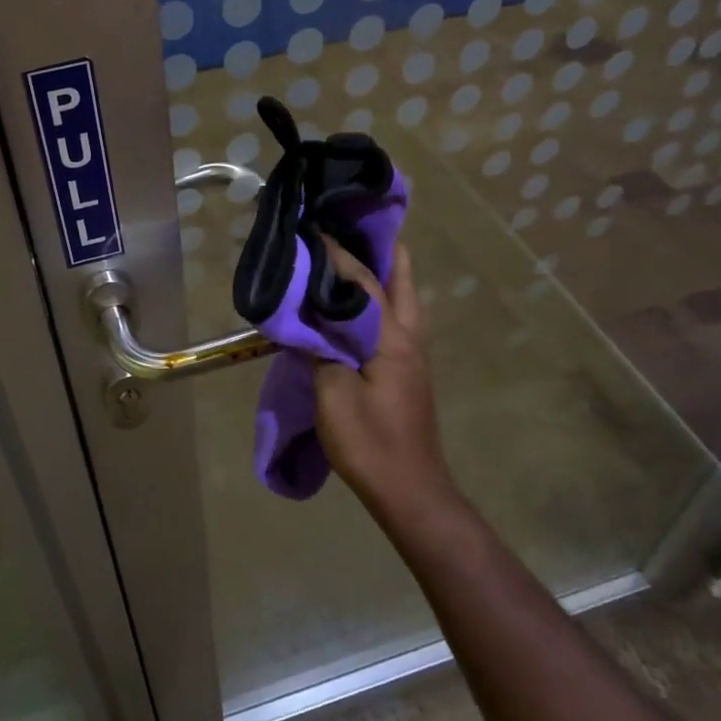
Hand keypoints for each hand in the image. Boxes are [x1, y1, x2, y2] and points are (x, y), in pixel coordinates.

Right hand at [313, 240, 459, 519]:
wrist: (409, 490)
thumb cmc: (369, 441)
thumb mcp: (332, 394)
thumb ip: (320, 350)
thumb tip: (308, 320)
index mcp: (392, 337)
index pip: (364, 282)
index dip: (338, 255)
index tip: (315, 230)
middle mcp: (409, 336)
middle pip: (402, 277)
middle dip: (381, 248)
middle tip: (350, 230)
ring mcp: (413, 353)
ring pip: (403, 297)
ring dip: (382, 272)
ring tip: (349, 257)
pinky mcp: (407, 369)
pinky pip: (394, 317)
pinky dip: (377, 298)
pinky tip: (353, 304)